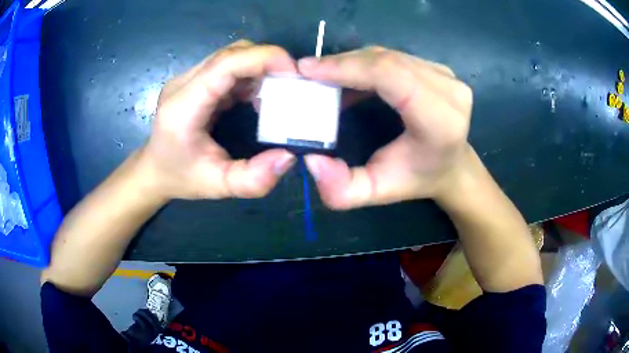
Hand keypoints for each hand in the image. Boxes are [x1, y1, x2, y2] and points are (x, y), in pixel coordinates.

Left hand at [139, 40, 296, 199]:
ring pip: (231, 56)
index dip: (263, 58)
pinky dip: (250, 75)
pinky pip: (228, 66)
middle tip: (292, 84)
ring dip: (260, 68)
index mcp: (184, 106)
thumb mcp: (217, 187)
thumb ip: (252, 179)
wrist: (154, 170)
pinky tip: (258, 97)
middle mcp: (184, 83)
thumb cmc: (180, 178)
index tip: (294, 72)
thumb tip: (288, 156)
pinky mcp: (195, 80)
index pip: (225, 64)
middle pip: (231, 53)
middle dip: (267, 62)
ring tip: (277, 92)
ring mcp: (188, 78)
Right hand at [297, 46, 472, 208]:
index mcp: (441, 121)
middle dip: (342, 63)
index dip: (346, 67)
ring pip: (388, 55)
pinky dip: (366, 63)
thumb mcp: (376, 192)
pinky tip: (350, 77)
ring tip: (325, 76)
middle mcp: (450, 91)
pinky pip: (395, 57)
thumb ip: (342, 189)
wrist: (451, 165)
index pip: (390, 75)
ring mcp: (446, 75)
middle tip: (308, 73)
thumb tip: (312, 159)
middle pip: (386, 60)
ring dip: (352, 62)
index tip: (308, 70)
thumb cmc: (416, 178)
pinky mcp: (439, 69)